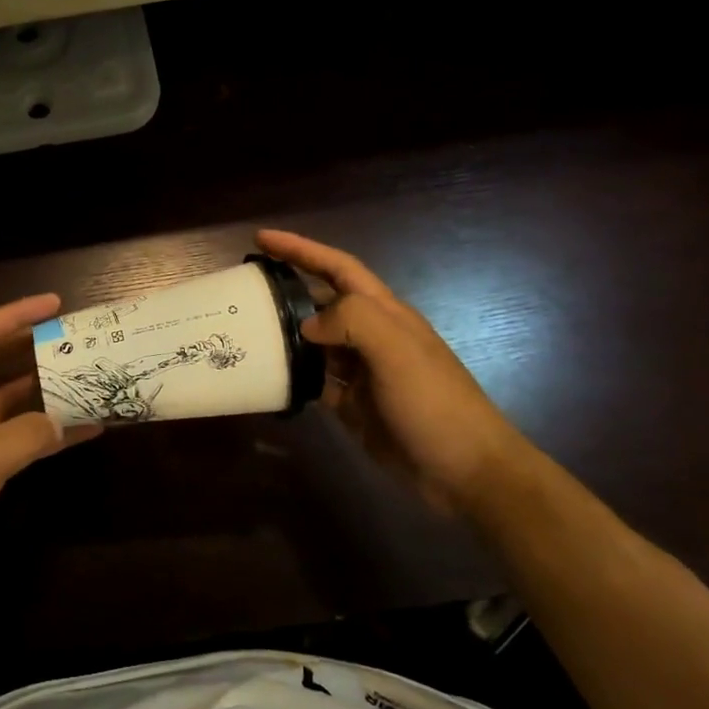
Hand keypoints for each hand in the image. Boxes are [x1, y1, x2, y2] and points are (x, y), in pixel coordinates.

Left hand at [0, 293, 100, 607]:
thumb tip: (66, 421)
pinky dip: (46, 432)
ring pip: (9, 399)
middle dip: (33, 348)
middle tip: (75, 337)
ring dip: (45, 390)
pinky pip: (17, 435)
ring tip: (86, 376)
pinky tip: (84, 429)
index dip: (15, 315)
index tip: (55, 303)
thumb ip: (25, 434)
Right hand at [256, 229, 538, 515]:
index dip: (301, 249)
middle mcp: (370, 336)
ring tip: (244, 328)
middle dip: (286, 286)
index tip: (261, 238)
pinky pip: (313, 381)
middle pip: (322, 300)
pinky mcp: (351, 404)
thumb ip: (352, 322)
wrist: (464, 470)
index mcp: (384, 313)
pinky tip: (266, 375)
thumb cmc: (434, 403)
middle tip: (243, 286)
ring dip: (283, 332)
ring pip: (313, 341)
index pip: (337, 267)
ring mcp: (360, 372)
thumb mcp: (397, 351)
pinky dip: (291, 375)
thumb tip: (306, 326)